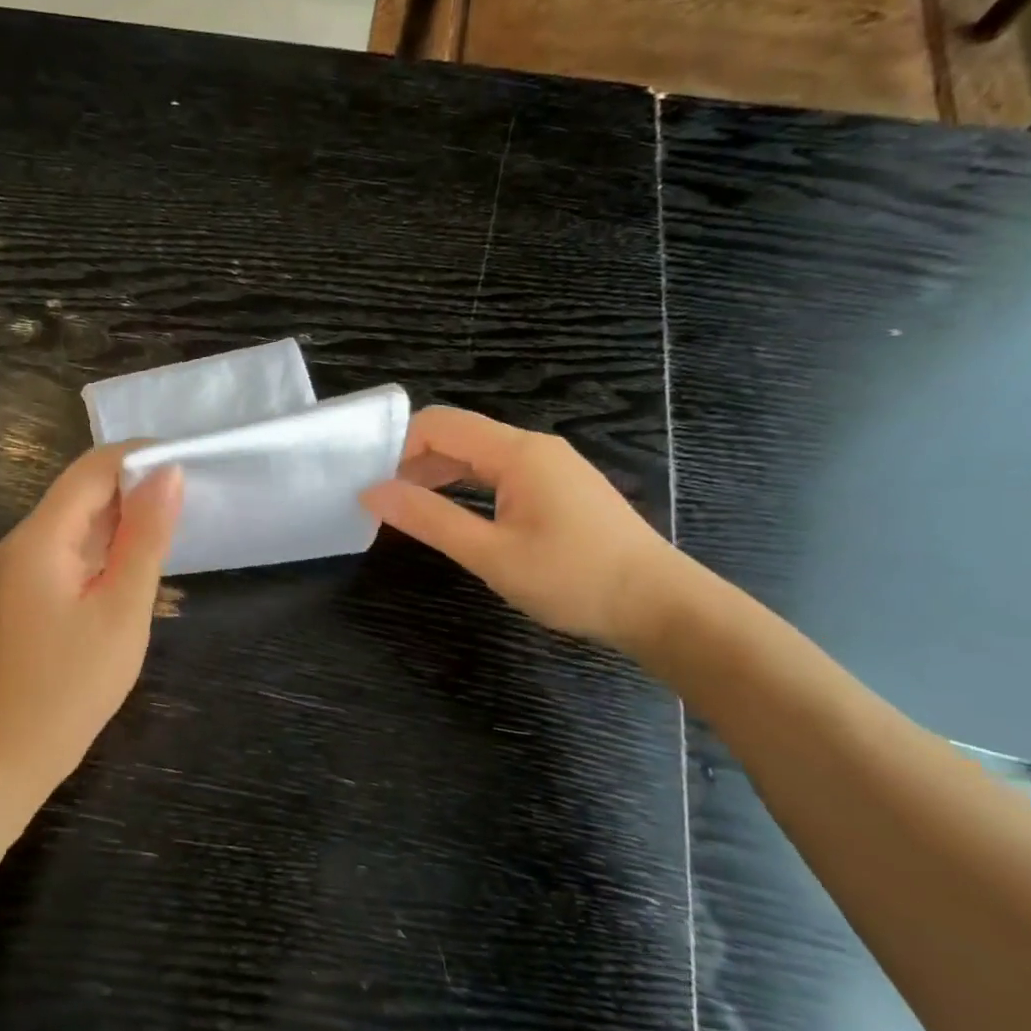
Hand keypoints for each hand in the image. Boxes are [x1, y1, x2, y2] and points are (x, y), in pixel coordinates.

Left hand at [0, 445, 183, 788]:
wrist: (18, 748)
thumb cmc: (74, 682)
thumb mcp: (122, 607)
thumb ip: (146, 537)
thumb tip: (169, 473)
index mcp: (40, 536)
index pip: (92, 469)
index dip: (140, 456)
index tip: (192, 463)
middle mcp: (27, 540)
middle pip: (84, 490)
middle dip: (137, 485)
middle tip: (195, 497)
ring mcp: (27, 566)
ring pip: (82, 519)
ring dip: (127, 516)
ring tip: (179, 524)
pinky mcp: (35, 588)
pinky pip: (76, 548)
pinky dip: (111, 546)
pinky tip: (143, 559)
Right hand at [360, 407, 683, 649]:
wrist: (660, 605)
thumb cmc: (573, 579)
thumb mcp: (490, 554)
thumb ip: (429, 519)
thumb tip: (372, 493)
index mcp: (517, 452)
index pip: (440, 424)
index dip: (397, 445)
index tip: (370, 483)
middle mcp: (534, 447)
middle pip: (458, 436)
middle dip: (412, 461)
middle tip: (379, 500)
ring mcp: (550, 466)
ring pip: (478, 456)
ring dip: (438, 476)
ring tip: (406, 510)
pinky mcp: (559, 488)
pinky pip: (499, 474)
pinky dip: (466, 487)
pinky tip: (452, 514)